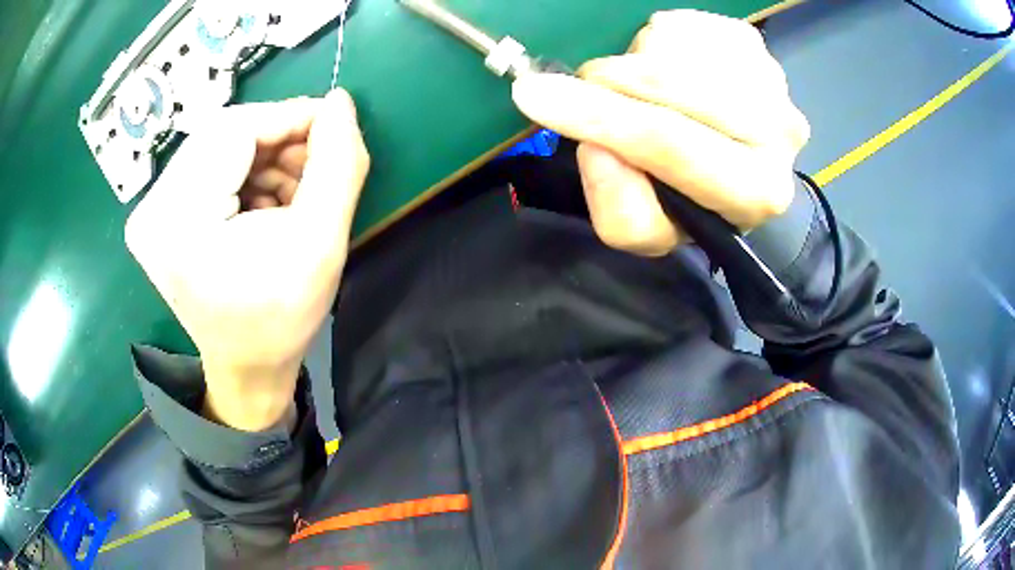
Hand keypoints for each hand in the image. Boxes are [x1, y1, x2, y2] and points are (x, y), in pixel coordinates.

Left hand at [126, 90, 369, 430]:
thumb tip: (340, 102)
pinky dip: (245, 172)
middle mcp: (152, 210)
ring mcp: (149, 211)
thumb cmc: (281, 320)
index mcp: (180, 223)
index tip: (333, 125)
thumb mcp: (323, 243)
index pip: (234, 130)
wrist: (246, 368)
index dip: (289, 117)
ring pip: (217, 145)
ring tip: (294, 192)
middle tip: (317, 163)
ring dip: (264, 156)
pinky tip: (266, 201)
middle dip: (277, 140)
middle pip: (222, 134)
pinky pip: (207, 165)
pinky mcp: (157, 214)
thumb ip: (339, 165)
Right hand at [511, 10, 809, 255]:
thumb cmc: (692, 199)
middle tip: (590, 90)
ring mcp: (771, 78)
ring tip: (645, 91)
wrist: (736, 161)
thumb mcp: (653, 231)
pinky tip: (672, 70)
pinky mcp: (753, 42)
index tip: (534, 95)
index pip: (673, 144)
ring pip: (671, 46)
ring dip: (637, 63)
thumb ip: (620, 212)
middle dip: (611, 82)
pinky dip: (656, 43)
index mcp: (757, 191)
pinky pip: (681, 26)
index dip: (600, 118)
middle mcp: (781, 132)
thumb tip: (595, 146)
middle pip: (671, 83)